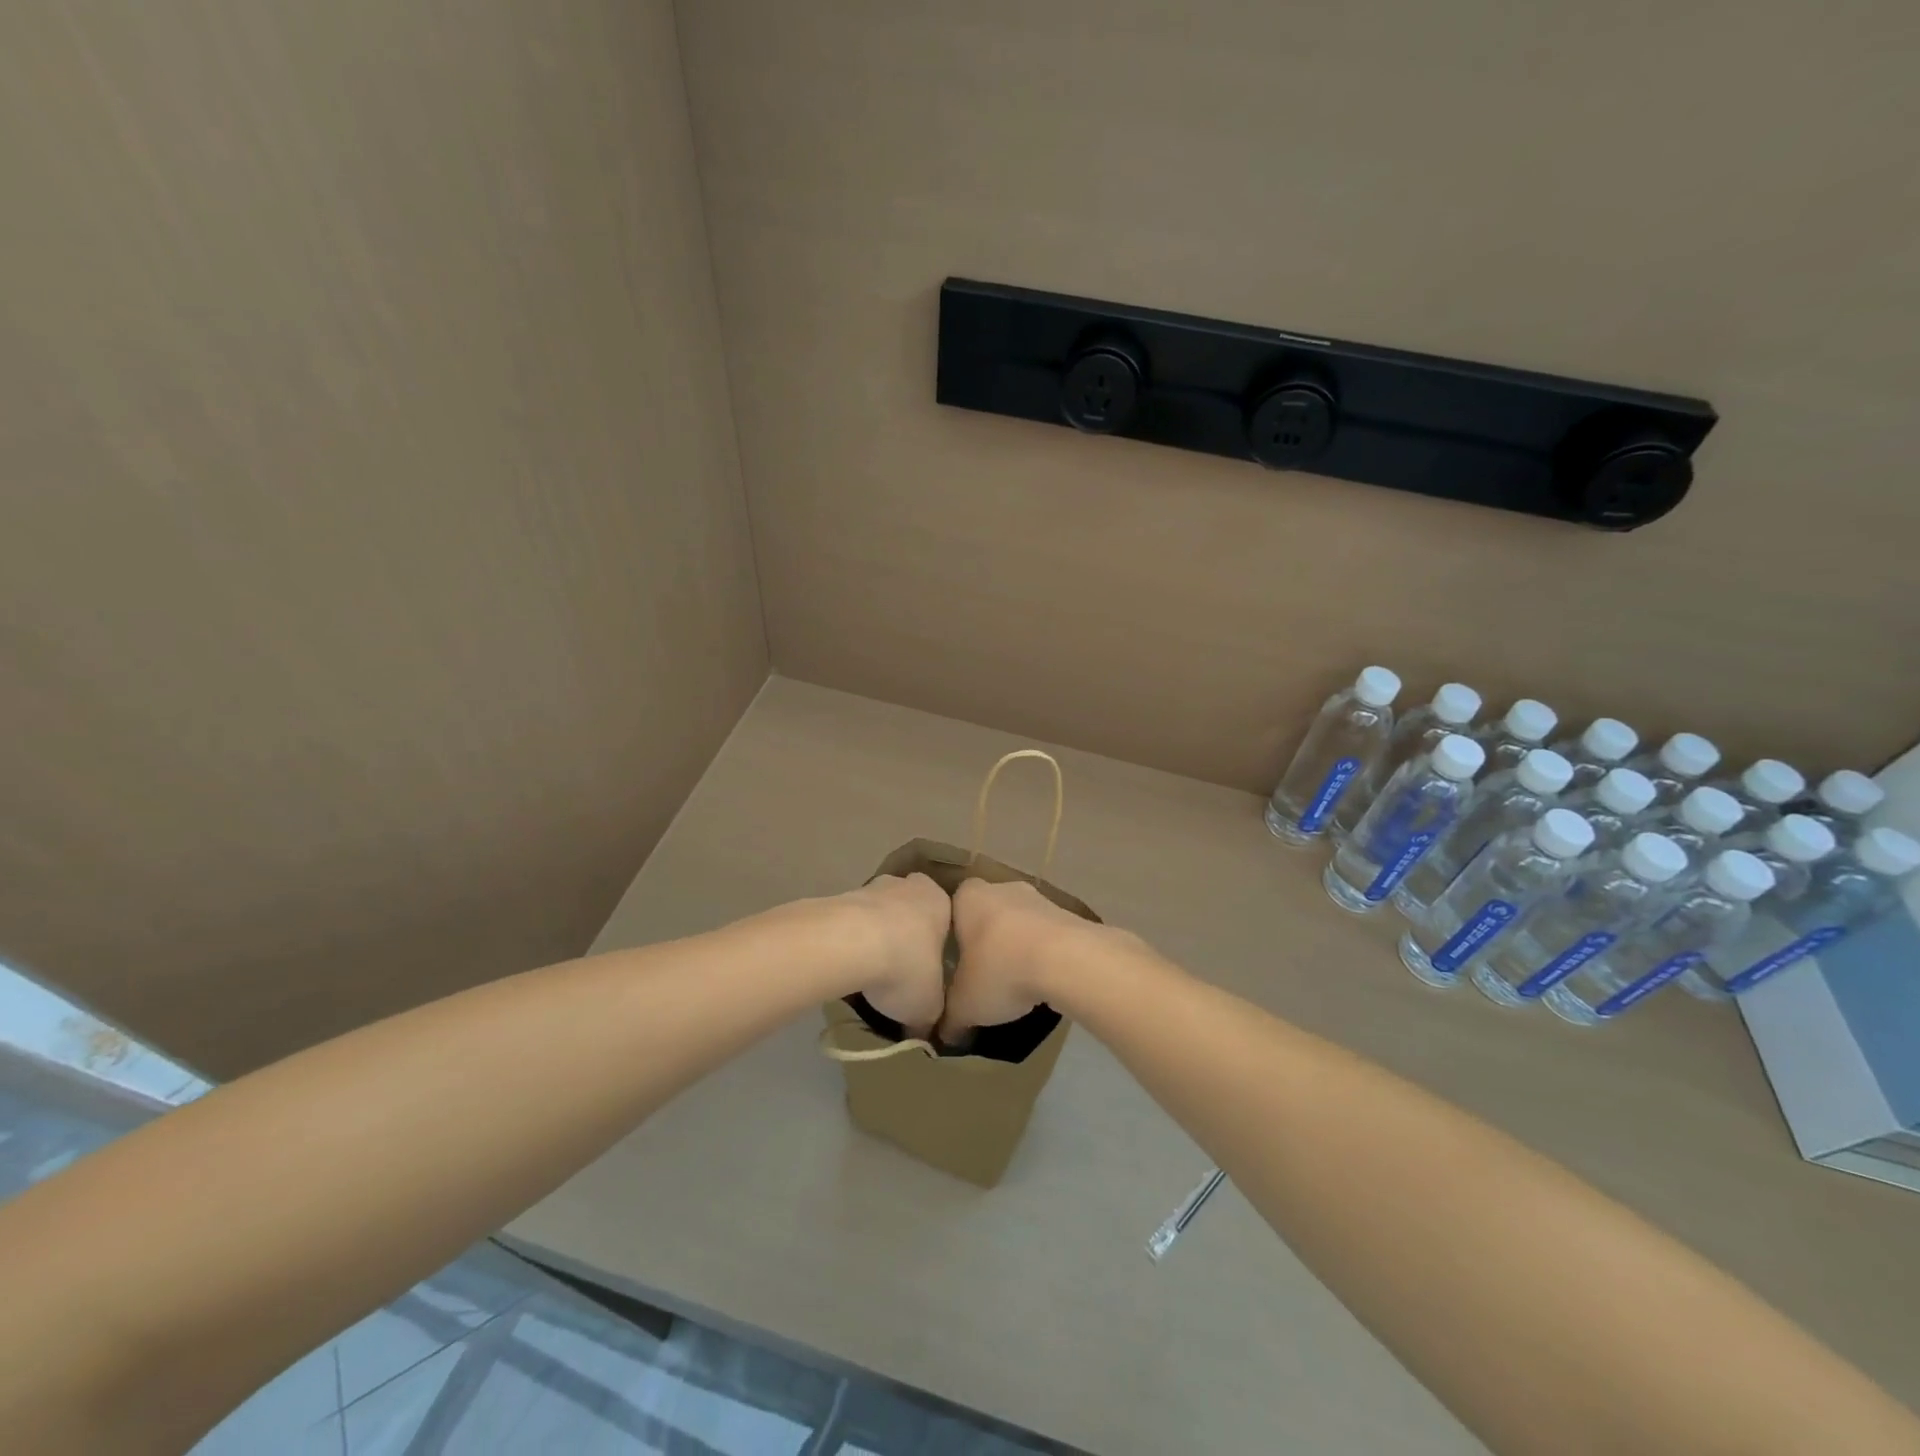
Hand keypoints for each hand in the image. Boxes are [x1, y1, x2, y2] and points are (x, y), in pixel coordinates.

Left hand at [842, 873, 950, 1037]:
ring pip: (876, 912)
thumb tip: (923, 1037)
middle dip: (903, 932)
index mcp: (940, 902)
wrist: (852, 942)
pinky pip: (849, 921)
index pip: (944, 917)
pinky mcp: (839, 897)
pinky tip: (844, 965)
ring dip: (872, 935)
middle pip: (908, 908)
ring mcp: (871, 888)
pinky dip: (848, 939)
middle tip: (898, 967)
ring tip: (866, 972)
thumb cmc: (907, 966)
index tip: (927, 966)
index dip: (935, 942)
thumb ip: (929, 1019)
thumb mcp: (928, 1006)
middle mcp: (908, 886)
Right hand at [940, 878, 1097, 1040]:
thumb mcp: (964, 1006)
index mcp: (968, 898)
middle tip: (983, 972)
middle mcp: (1001, 888)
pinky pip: (1046, 934)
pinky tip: (1043, 980)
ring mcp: (1038, 898)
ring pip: (1019, 922)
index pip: (952, 907)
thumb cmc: (1001, 970)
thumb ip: (950, 1019)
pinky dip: (1043, 952)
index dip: (952, 933)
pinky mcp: (1068, 914)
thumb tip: (944, 1035)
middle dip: (986, 938)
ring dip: (1017, 945)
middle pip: (988, 912)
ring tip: (1016, 981)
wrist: (1066, 960)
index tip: (955, 960)